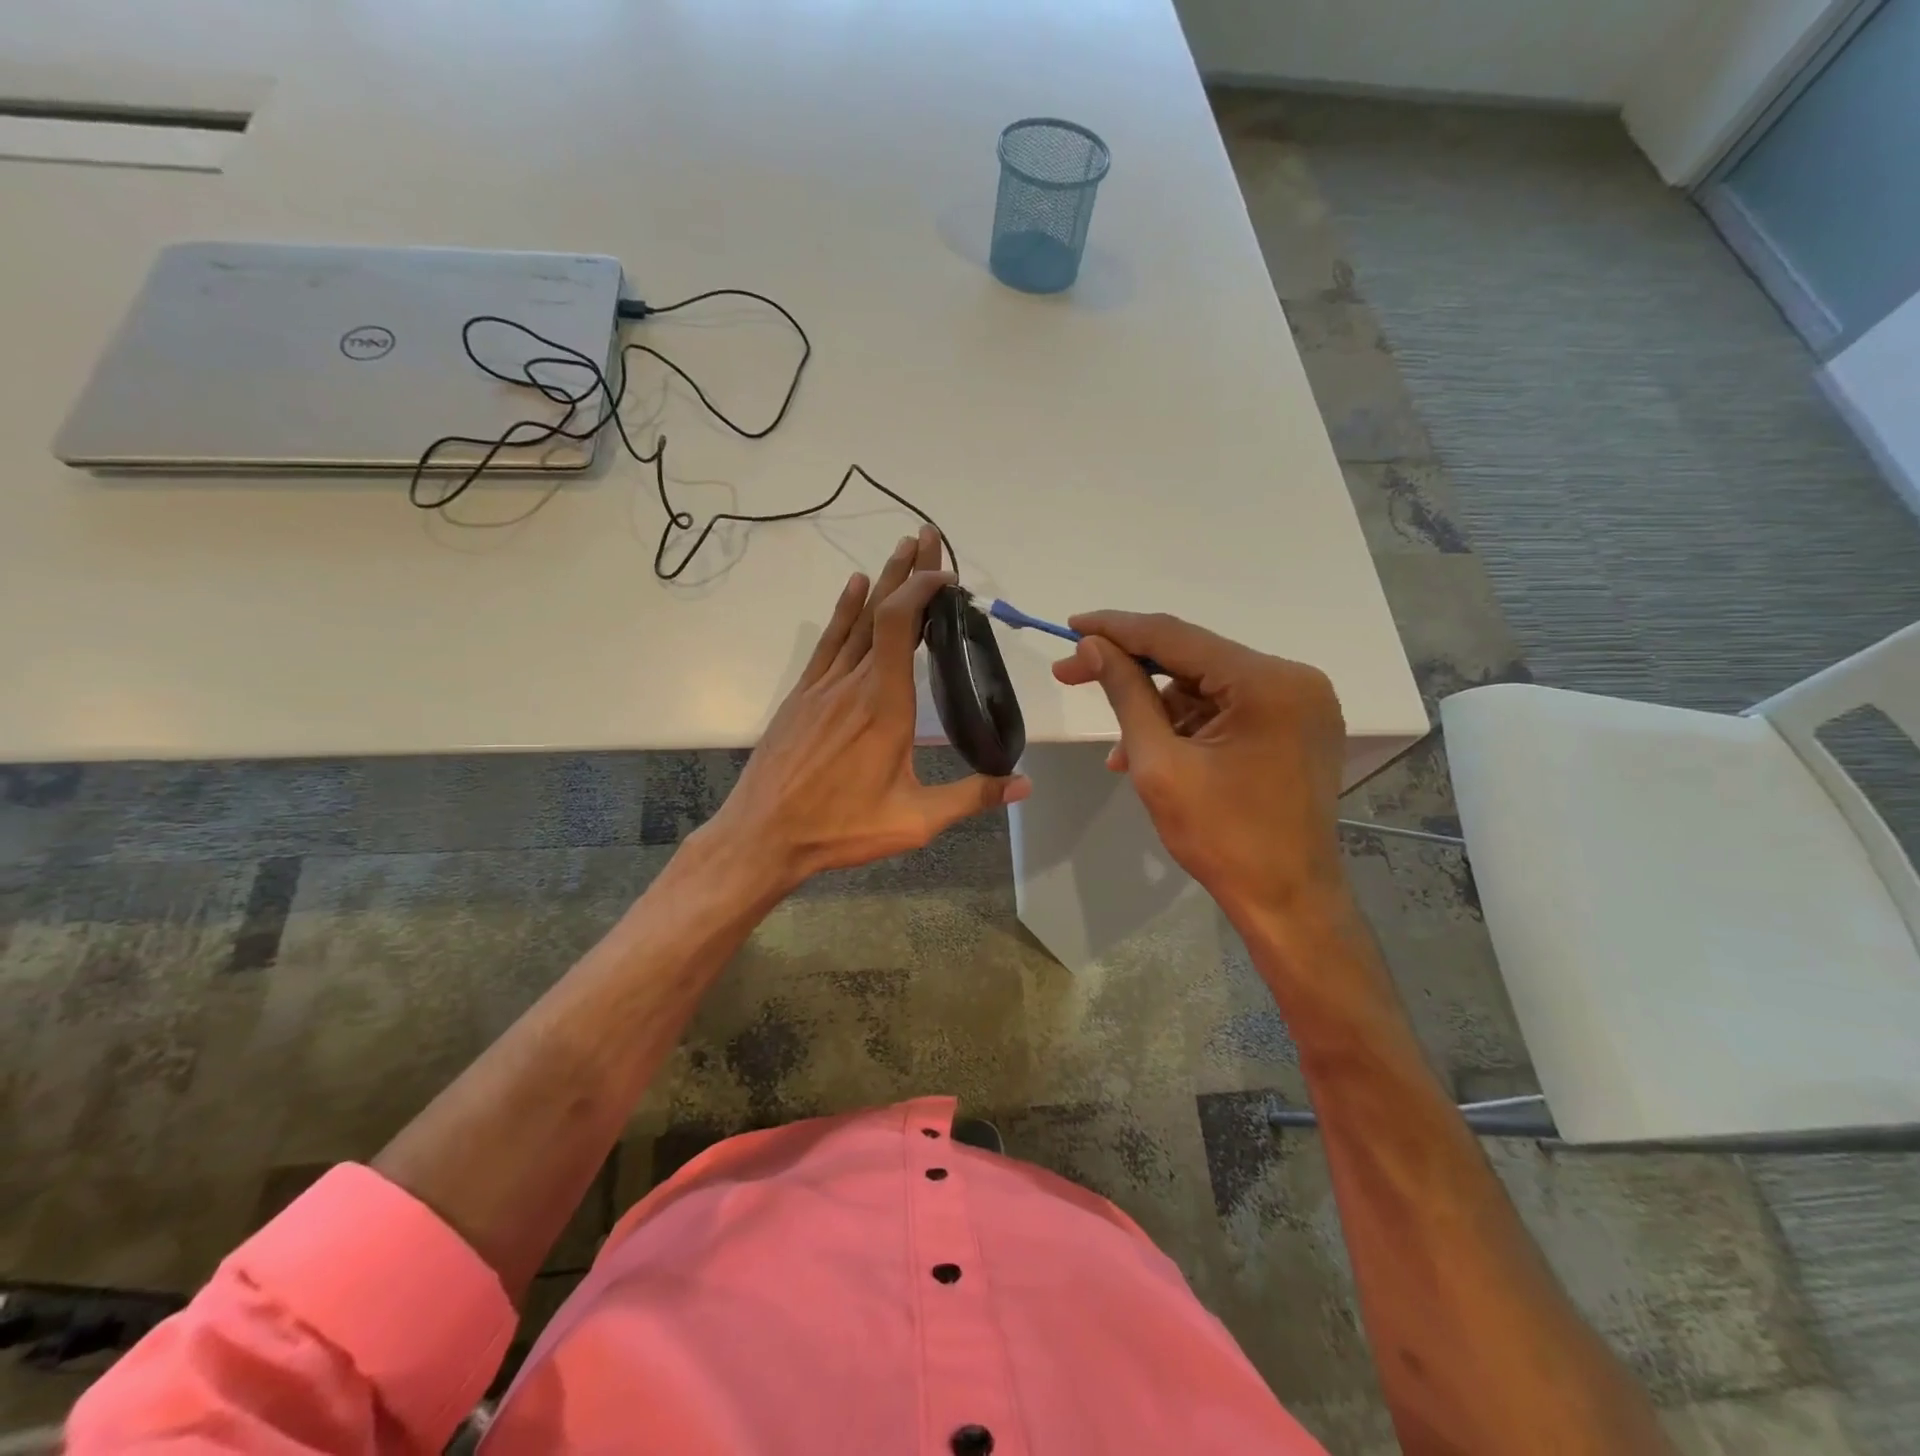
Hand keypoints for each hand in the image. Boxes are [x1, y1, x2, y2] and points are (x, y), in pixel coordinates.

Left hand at [706, 526, 1030, 893]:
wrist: (763, 836)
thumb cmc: (840, 828)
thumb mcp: (915, 821)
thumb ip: (972, 797)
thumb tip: (1024, 784)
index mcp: (886, 705)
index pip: (903, 626)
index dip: (923, 590)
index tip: (947, 575)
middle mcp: (854, 683)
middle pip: (882, 612)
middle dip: (907, 571)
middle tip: (926, 535)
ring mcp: (823, 687)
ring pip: (856, 621)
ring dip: (880, 582)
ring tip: (900, 548)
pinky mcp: (802, 697)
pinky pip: (828, 643)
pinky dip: (844, 612)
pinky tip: (853, 588)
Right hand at [1051, 611, 1346, 928]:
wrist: (1288, 903)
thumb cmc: (1222, 838)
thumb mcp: (1159, 764)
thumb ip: (1125, 695)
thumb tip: (1091, 646)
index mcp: (1267, 682)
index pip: (1177, 637)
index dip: (1117, 629)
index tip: (1070, 626)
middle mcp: (1293, 679)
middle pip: (1193, 658)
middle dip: (1132, 670)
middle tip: (1071, 675)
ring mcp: (1300, 703)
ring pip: (1207, 686)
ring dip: (1158, 710)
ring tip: (1123, 754)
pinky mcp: (1296, 726)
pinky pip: (1228, 708)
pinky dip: (1188, 726)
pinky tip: (1156, 755)